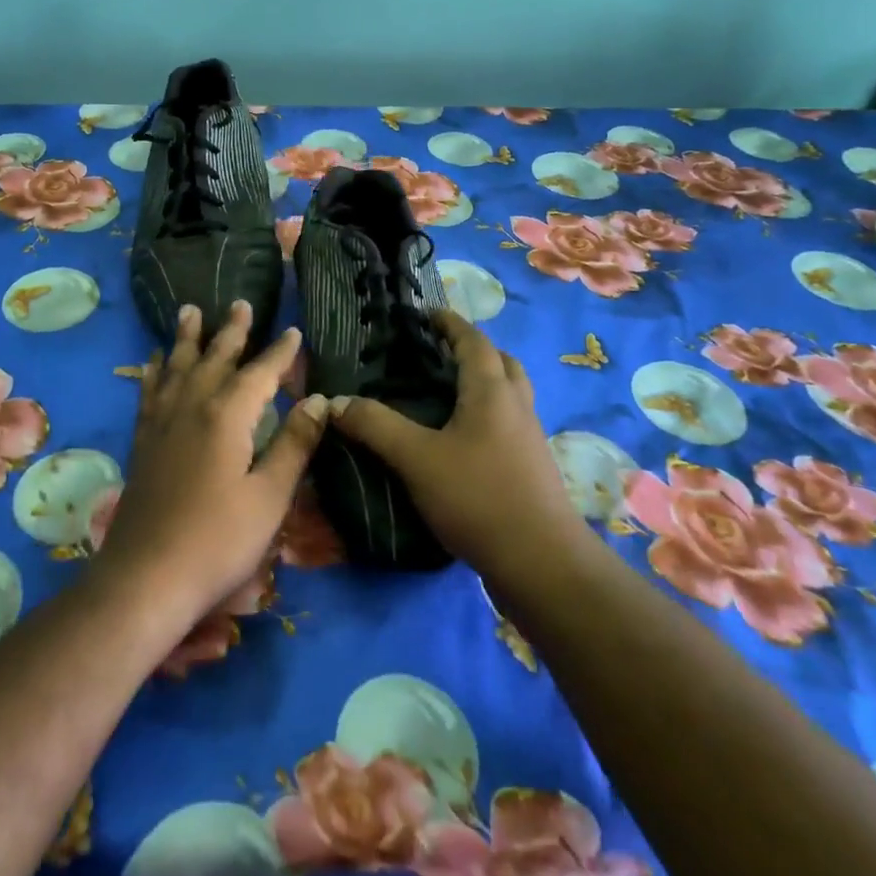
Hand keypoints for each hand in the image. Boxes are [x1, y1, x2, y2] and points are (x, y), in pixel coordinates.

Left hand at [98, 300, 329, 619]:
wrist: (146, 577)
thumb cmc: (218, 540)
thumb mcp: (270, 496)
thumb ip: (294, 444)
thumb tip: (319, 399)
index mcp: (227, 416)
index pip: (260, 372)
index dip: (279, 352)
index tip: (293, 331)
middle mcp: (191, 406)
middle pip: (215, 358)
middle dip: (232, 331)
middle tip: (240, 303)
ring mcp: (162, 423)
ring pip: (178, 366)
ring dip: (187, 338)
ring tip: (190, 310)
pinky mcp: (143, 442)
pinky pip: (149, 391)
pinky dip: (155, 371)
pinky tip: (154, 362)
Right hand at [330, 310, 586, 588]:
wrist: (540, 562)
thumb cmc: (477, 496)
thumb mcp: (415, 458)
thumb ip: (375, 426)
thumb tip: (336, 401)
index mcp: (491, 390)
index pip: (472, 340)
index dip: (449, 323)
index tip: (426, 314)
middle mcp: (516, 405)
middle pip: (501, 362)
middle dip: (472, 349)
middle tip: (439, 352)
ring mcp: (529, 437)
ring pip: (510, 393)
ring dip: (485, 381)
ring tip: (448, 392)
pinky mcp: (532, 467)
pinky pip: (510, 422)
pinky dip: (488, 413)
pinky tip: (463, 438)